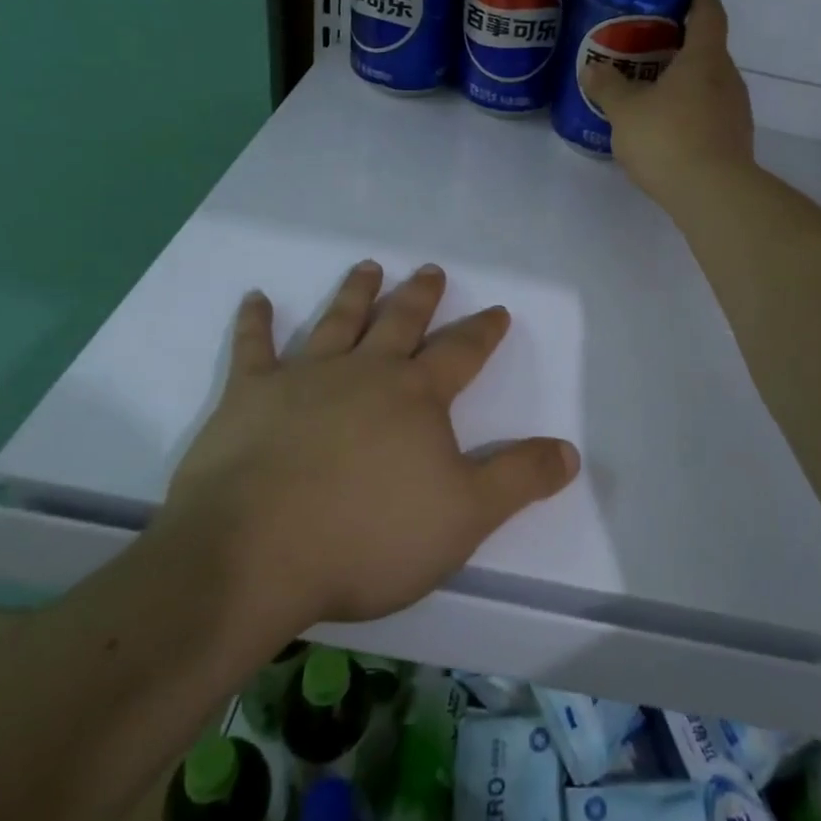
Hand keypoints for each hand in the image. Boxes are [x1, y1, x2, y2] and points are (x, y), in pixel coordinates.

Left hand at [163, 261, 580, 629]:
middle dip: (421, 296)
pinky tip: (256, 298)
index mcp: (416, 395)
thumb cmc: (368, 536)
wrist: (255, 554)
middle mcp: (365, 372)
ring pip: (338, 321)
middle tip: (431, 269)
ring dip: (355, 293)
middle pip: (400, 322)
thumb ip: (519, 479)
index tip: (497, 309)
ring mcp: (304, 378)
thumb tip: (570, 451)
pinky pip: (253, 348)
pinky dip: (255, 322)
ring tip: (368, 266)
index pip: (461, 353)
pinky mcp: (249, 396)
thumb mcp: (465, 516)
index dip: (483, 331)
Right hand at [580, 0, 754, 206]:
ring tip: (651, 88)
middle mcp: (727, 79)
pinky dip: (689, 110)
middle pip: (708, 50)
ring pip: (708, 84)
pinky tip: (665, 128)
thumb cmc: (668, 139)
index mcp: (705, 58)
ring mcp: (735, 112)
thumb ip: (608, 87)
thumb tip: (592, 69)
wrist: (713, 195)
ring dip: (684, 81)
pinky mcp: (734, 141)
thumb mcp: (625, 111)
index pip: (709, 13)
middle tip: (648, 45)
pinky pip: (709, 113)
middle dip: (681, 44)